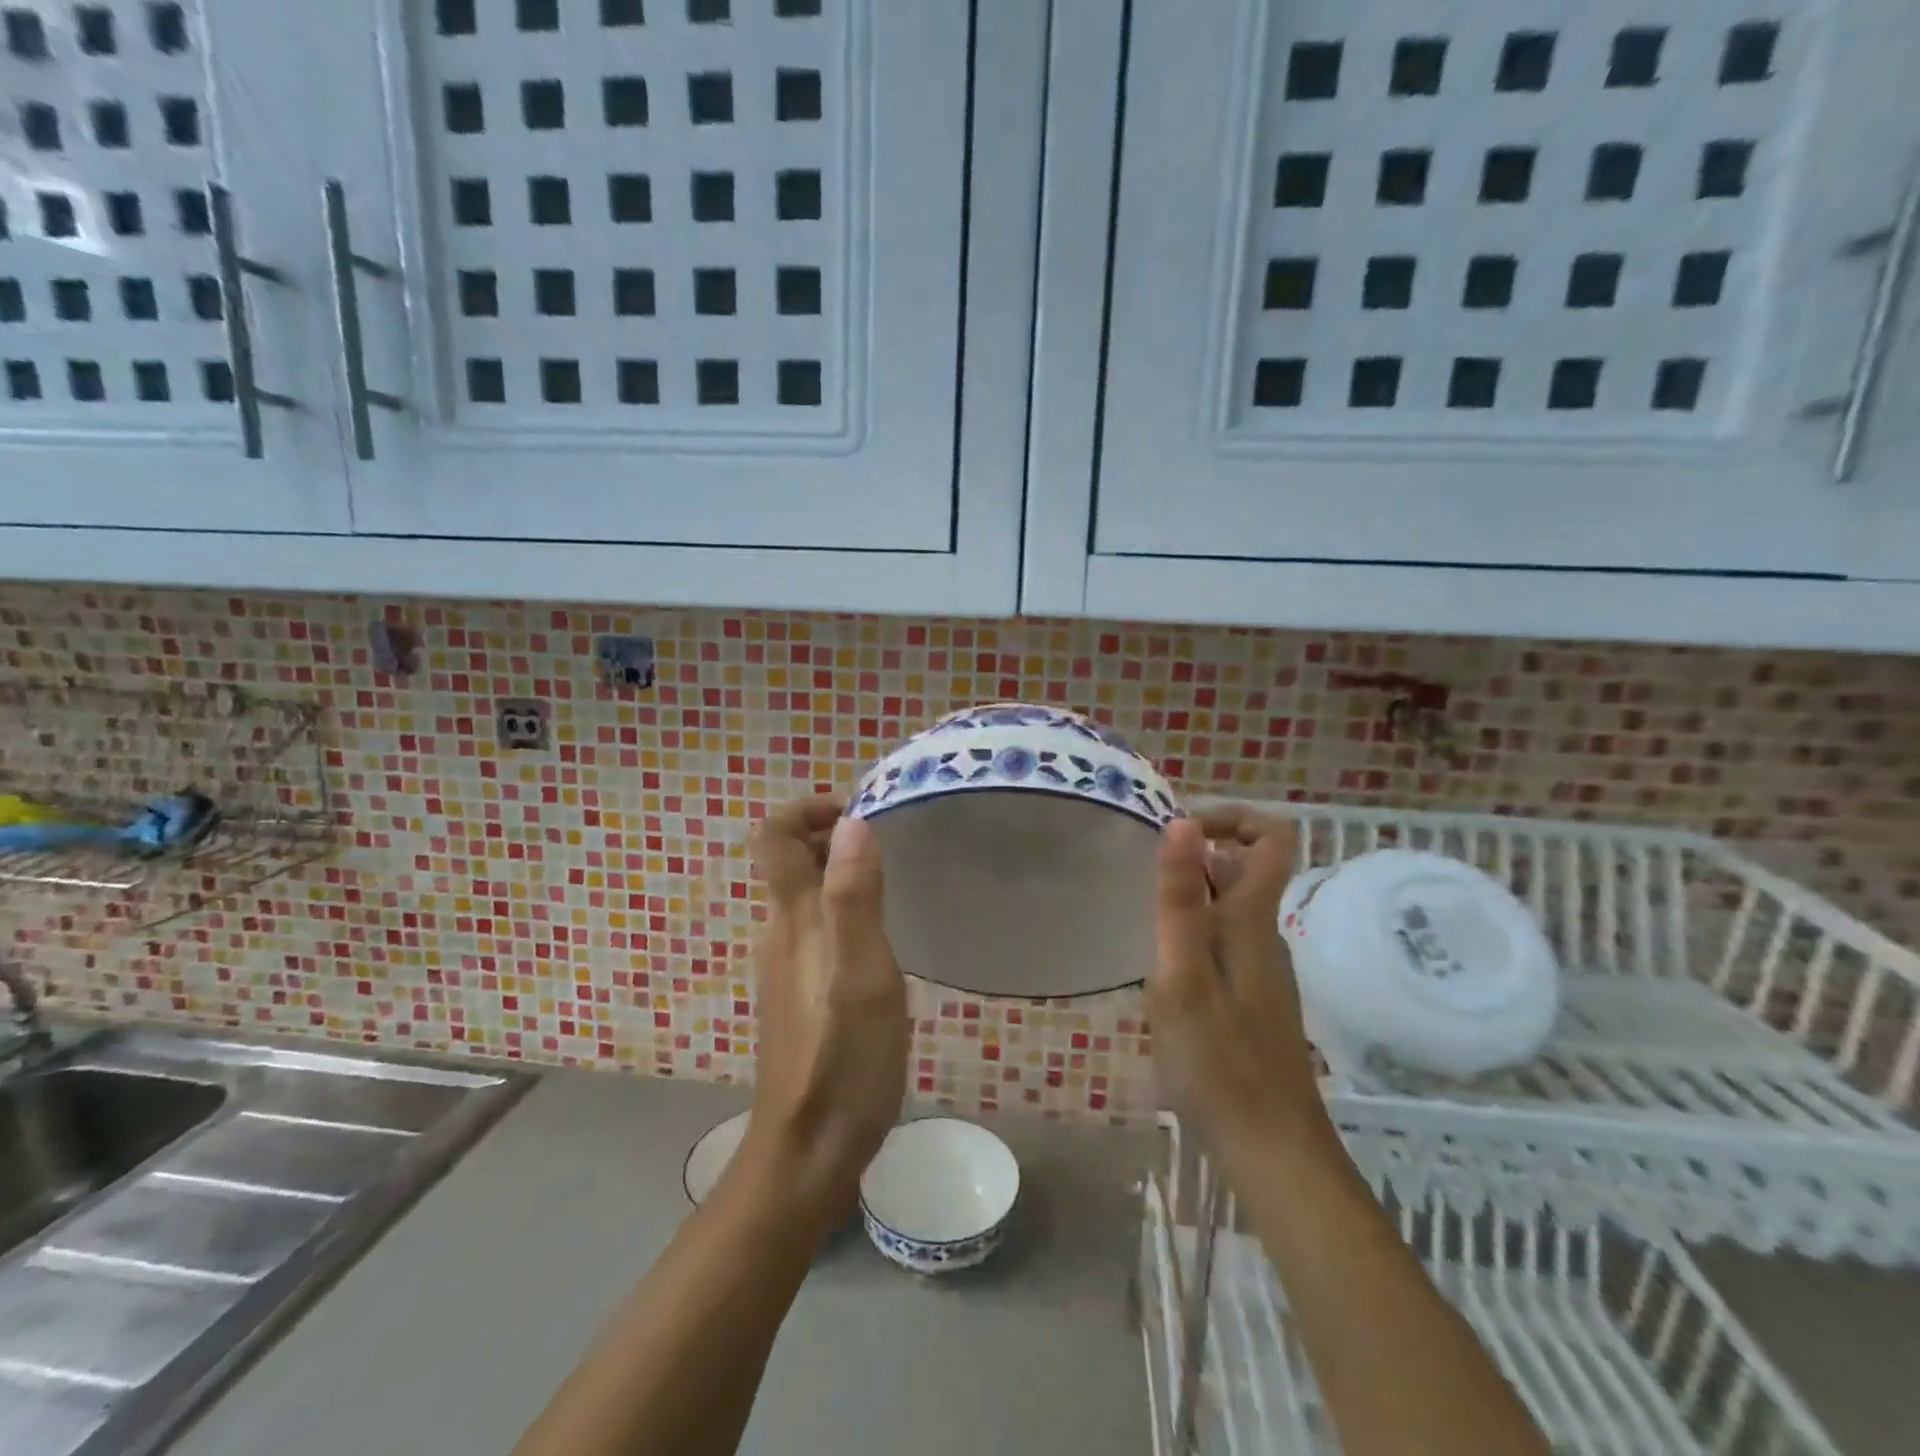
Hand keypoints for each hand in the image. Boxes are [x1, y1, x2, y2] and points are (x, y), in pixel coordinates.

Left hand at [740, 796, 906, 1224]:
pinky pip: (815, 928)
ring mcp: (785, 966)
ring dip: (840, 871)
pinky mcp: (799, 994)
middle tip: (889, 843)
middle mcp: (780, 933)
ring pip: (805, 895)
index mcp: (793, 919)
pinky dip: (843, 909)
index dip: (806, 809)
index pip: (774, 837)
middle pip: (789, 860)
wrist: (809, 1151)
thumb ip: (854, 897)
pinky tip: (880, 941)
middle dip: (831, 834)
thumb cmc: (843, 1059)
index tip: (857, 812)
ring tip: (894, 884)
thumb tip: (851, 821)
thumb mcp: (862, 974)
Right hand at [1150, 807, 1326, 1159]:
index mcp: (1252, 919)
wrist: (1271, 1148)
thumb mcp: (1183, 973)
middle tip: (1140, 876)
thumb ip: (1179, 898)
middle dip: (1195, 856)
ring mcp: (1260, 969)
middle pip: (1246, 868)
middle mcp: (1264, 935)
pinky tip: (1159, 970)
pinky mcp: (1251, 999)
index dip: (1233, 817)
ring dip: (1189, 896)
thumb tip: (1183, 822)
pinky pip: (1223, 941)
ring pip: (1230, 907)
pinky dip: (1192, 933)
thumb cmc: (1219, 1058)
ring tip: (1139, 920)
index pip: (1273, 838)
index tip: (1181, 827)